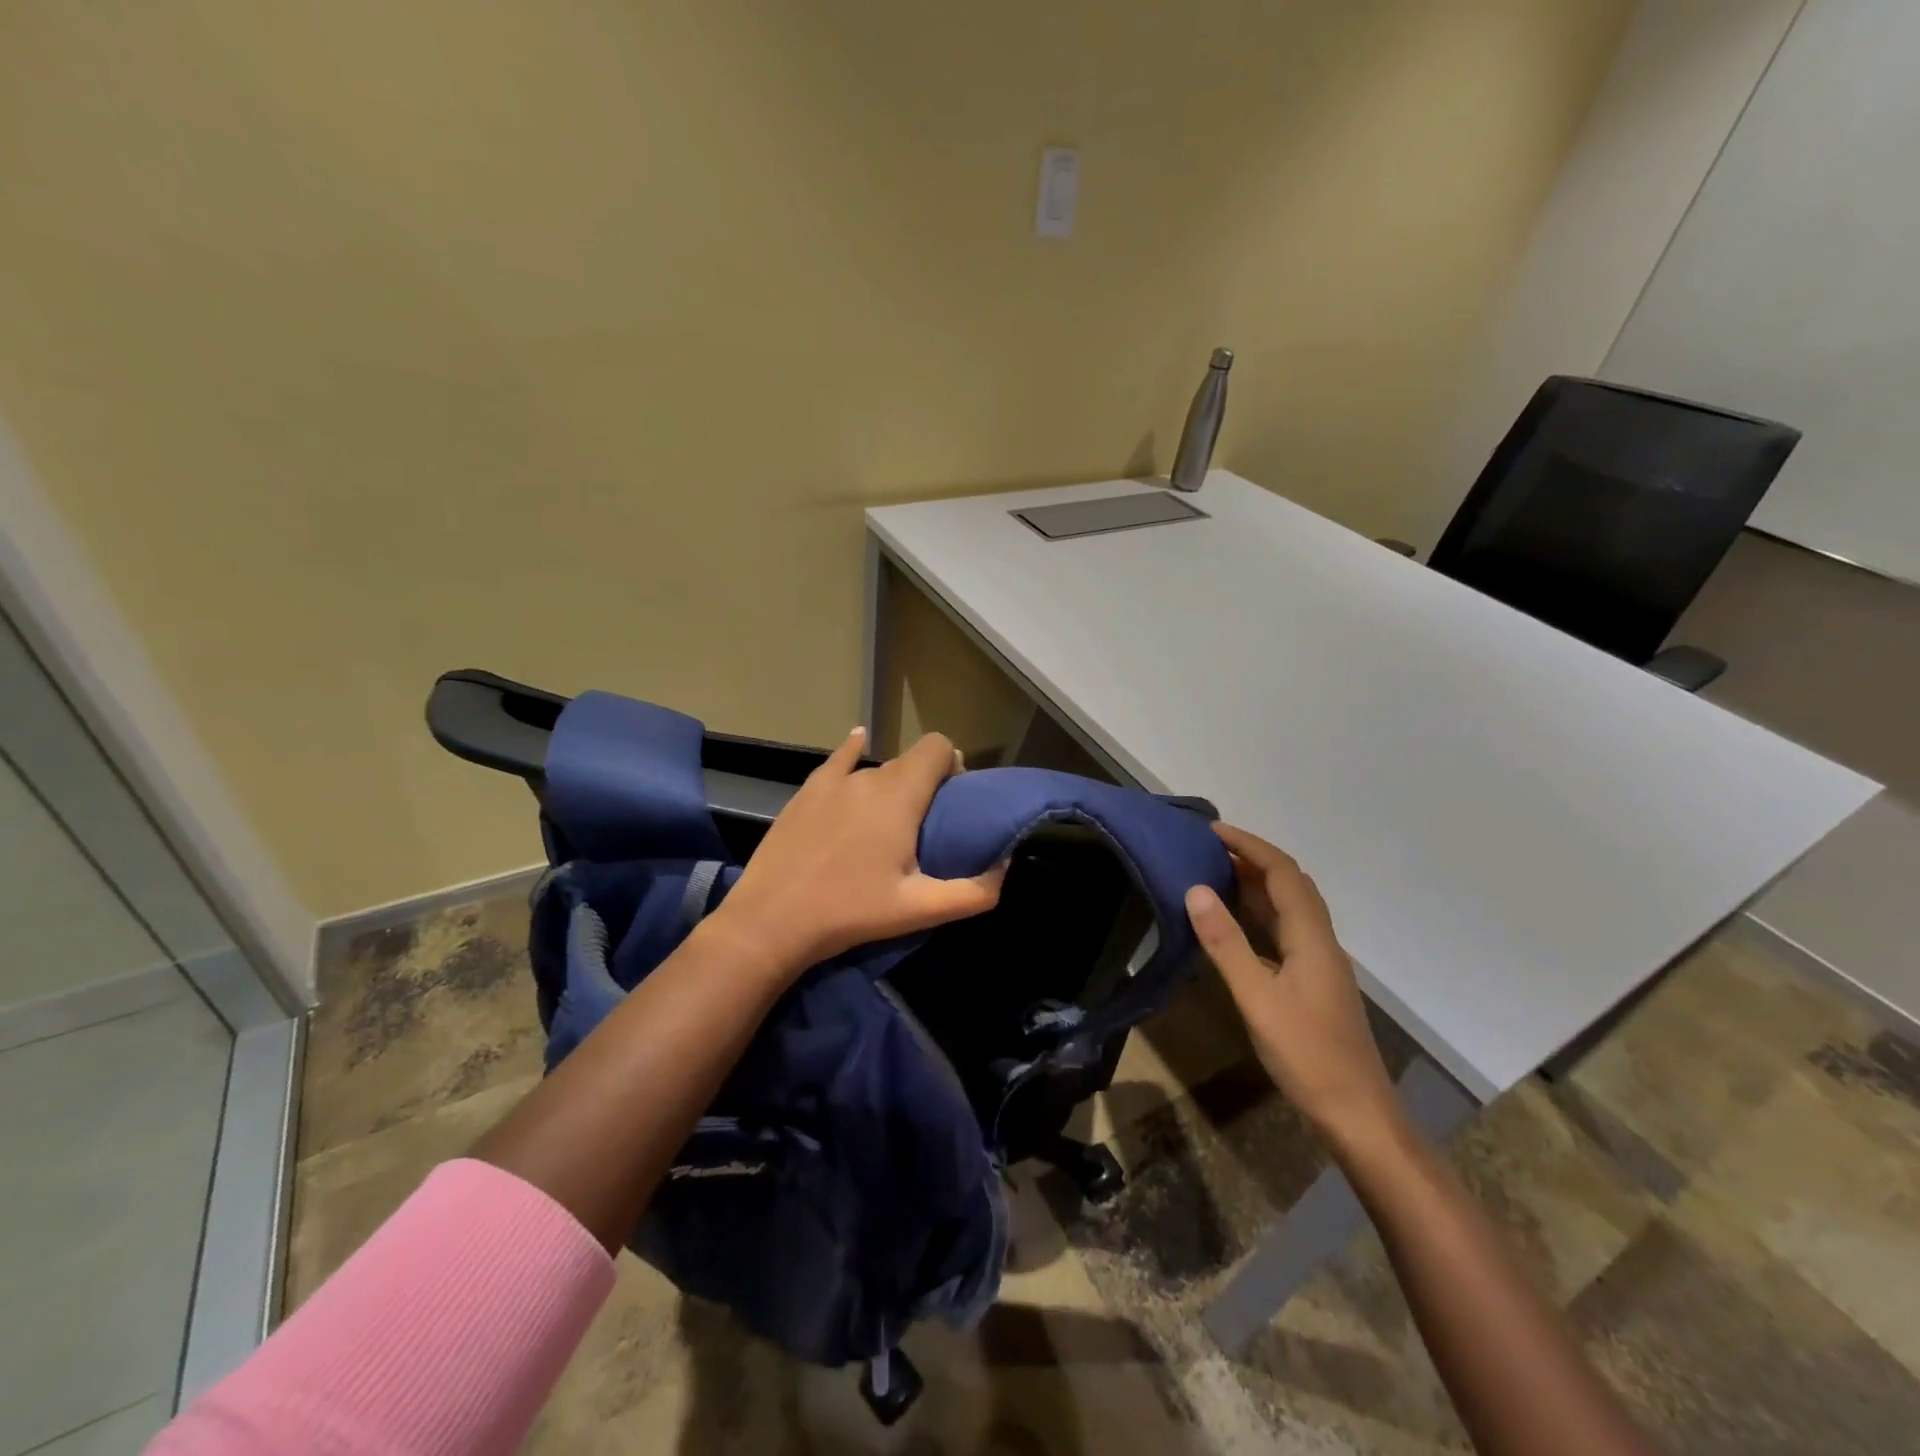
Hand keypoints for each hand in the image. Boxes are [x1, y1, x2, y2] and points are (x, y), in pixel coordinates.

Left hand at [710, 728, 1005, 972]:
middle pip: (909, 761)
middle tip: (924, 824)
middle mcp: (868, 777)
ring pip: (875, 769)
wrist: (772, 921)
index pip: (937, 747)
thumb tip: (1005, 866)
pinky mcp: (806, 793)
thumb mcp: (920, 910)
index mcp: (900, 796)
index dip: (952, 764)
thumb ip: (975, 891)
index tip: (954, 800)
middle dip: (925, 782)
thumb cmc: (850, 912)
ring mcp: (832, 782)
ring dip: (891, 785)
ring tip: (887, 822)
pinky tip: (858, 742)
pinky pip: (838, 761)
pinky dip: (853, 753)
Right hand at [1186, 823, 1400, 1147]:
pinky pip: (1286, 928)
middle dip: (1253, 857)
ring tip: (1217, 871)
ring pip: (1290, 906)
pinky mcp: (1313, 981)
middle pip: (1291, 884)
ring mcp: (1320, 962)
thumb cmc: (1307, 1055)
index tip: (1212, 830)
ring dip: (1257, 882)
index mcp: (1311, 938)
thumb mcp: (1257, 999)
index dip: (1250, 846)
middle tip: (1209, 847)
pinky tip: (1237, 921)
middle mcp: (1320, 941)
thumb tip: (1196, 889)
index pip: (1283, 873)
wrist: (1357, 1113)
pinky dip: (1261, 911)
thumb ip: (1226, 944)